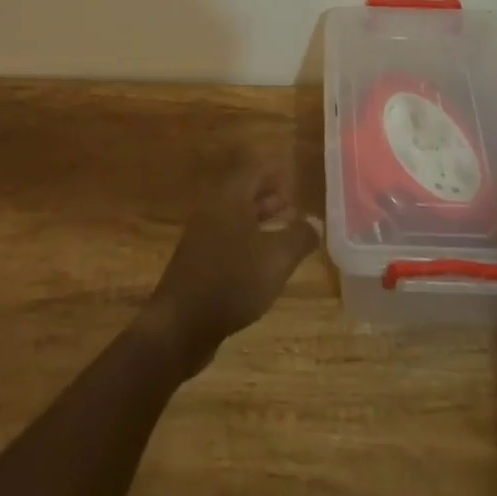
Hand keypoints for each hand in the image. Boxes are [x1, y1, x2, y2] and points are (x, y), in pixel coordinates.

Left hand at [140, 153, 318, 376]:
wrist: (180, 326)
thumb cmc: (232, 281)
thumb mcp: (276, 258)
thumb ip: (299, 237)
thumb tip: (316, 222)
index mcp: (230, 197)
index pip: (254, 169)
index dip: (275, 171)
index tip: (295, 178)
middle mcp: (214, 209)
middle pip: (244, 191)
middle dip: (270, 195)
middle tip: (295, 203)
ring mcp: (203, 236)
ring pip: (237, 217)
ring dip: (261, 219)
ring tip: (286, 230)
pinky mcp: (199, 262)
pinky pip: (228, 239)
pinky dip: (249, 240)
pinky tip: (264, 262)